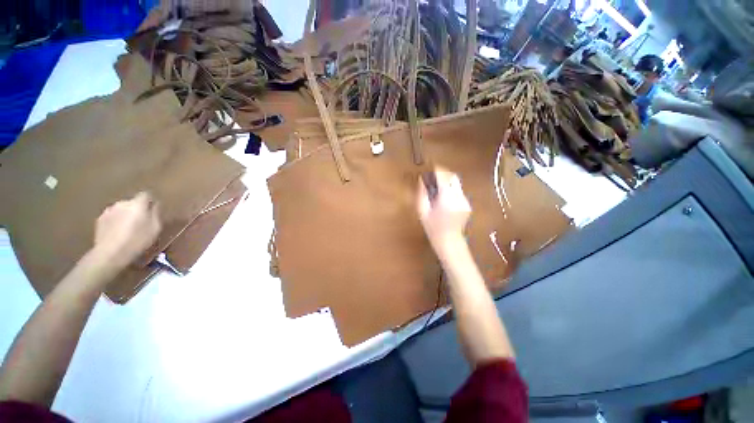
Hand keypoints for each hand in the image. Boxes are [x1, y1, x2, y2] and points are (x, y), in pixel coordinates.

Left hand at [92, 192, 160, 270]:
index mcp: (137, 204)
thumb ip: (156, 214)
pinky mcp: (99, 220)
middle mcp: (122, 203)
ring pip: (121, 209)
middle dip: (137, 209)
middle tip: (142, 221)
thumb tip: (155, 205)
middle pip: (132, 202)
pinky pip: (112, 217)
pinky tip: (118, 232)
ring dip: (125, 215)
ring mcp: (108, 211)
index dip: (150, 200)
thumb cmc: (137, 240)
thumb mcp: (155, 228)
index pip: (146, 194)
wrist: (110, 253)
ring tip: (128, 228)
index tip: (154, 209)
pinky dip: (116, 221)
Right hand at [417, 168, 470, 250]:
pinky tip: (444, 199)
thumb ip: (422, 194)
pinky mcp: (468, 205)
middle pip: (453, 178)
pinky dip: (451, 190)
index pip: (444, 177)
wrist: (449, 241)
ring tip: (437, 189)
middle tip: (434, 177)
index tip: (431, 168)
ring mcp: (465, 201)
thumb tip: (421, 180)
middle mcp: (459, 197)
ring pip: (457, 184)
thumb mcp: (422, 211)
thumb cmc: (432, 228)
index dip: (438, 170)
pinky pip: (459, 192)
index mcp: (446, 199)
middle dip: (444, 174)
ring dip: (447, 182)